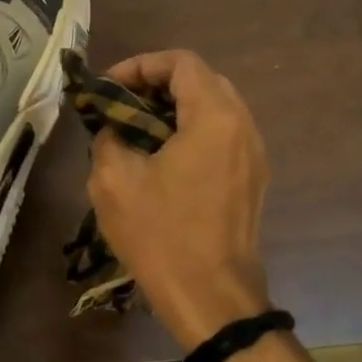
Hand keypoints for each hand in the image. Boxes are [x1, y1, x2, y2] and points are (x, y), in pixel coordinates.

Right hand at [85, 50, 271, 348]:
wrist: (211, 298)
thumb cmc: (161, 235)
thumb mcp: (114, 181)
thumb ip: (109, 137)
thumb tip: (112, 127)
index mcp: (214, 118)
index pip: (181, 63)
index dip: (140, 65)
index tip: (108, 88)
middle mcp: (243, 127)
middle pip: (201, 81)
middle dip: (156, 85)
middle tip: (120, 106)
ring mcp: (254, 155)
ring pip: (214, 110)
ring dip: (174, 110)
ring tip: (136, 133)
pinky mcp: (252, 181)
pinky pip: (222, 138)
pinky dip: (191, 133)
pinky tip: (161, 161)